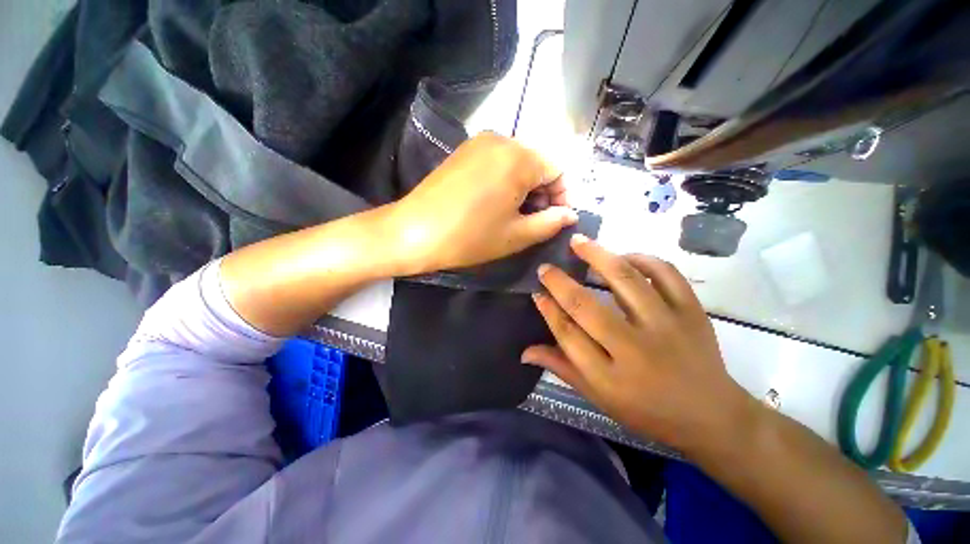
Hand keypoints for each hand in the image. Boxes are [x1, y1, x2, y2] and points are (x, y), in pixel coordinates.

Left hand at [387, 133, 578, 274]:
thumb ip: (550, 223)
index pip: (558, 171)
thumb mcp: (517, 235)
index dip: (562, 198)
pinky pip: (497, 162)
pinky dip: (506, 181)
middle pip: (538, 164)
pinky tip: (496, 203)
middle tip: (535, 222)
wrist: (414, 232)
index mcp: (519, 158)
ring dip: (525, 188)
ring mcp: (479, 142)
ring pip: (518, 163)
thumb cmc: (470, 237)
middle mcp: (501, 139)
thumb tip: (570, 214)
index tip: (556, 221)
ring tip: (515, 216)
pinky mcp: (464, 151)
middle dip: (543, 193)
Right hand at [522, 236, 754, 454]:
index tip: (536, 292)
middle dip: (559, 282)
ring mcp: (666, 326)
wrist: (712, 416)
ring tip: (578, 241)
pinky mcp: (691, 312)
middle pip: (586, 306)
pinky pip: (665, 274)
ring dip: (597, 256)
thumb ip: (562, 368)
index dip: (548, 310)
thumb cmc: (647, 410)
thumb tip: (524, 352)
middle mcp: (634, 348)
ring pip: (625, 280)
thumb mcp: (600, 398)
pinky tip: (624, 256)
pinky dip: (642, 258)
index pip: (567, 334)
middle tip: (546, 268)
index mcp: (609, 376)